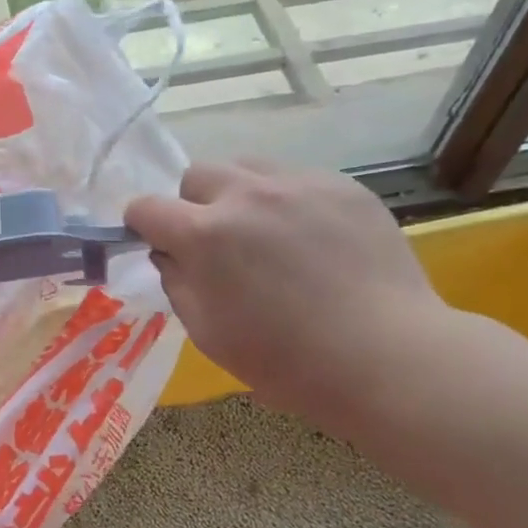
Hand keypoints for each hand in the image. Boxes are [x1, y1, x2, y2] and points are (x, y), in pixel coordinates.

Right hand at [125, 161, 452, 431]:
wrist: (386, 357)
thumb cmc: (285, 361)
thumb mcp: (207, 333)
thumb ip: (177, 282)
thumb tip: (170, 253)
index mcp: (205, 234)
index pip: (146, 207)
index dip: (142, 225)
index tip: (156, 244)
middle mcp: (247, 195)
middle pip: (196, 174)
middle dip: (192, 204)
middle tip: (216, 242)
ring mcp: (299, 184)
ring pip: (246, 166)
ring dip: (238, 194)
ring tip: (263, 233)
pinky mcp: (343, 186)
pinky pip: (295, 178)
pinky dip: (286, 201)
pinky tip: (310, 240)